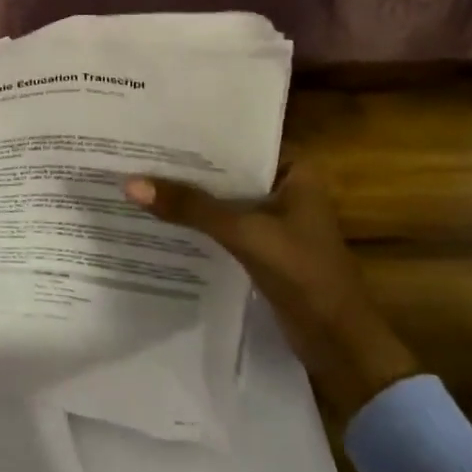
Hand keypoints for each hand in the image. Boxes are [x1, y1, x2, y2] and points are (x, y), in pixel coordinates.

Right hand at [124, 161, 418, 420]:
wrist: (340, 346)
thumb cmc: (305, 275)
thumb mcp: (245, 233)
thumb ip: (191, 207)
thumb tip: (131, 184)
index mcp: (295, 170)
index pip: (239, 140)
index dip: (199, 134)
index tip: (155, 125)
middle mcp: (286, 186)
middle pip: (228, 170)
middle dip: (188, 166)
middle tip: (137, 149)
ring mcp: (275, 219)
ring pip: (224, 198)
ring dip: (191, 196)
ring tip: (140, 176)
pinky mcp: (264, 247)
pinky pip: (224, 224)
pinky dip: (199, 221)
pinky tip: (161, 215)